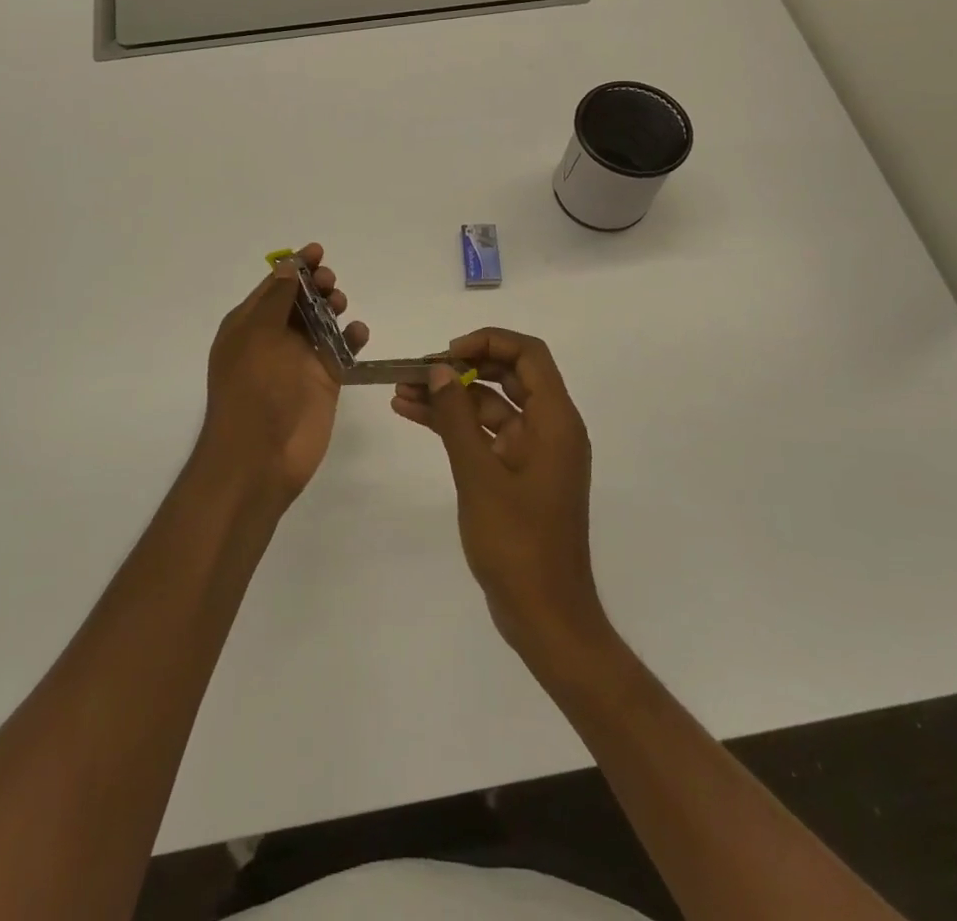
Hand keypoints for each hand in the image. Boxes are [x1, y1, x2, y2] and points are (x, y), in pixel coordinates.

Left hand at [198, 244, 368, 501]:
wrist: (260, 457)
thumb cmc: (252, 390)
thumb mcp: (257, 336)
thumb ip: (276, 299)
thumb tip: (287, 266)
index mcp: (249, 326)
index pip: (273, 286)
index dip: (294, 267)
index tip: (317, 251)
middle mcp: (273, 339)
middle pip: (300, 301)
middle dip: (317, 285)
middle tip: (331, 283)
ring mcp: (300, 360)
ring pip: (322, 322)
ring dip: (333, 307)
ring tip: (341, 305)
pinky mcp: (324, 381)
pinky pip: (341, 351)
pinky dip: (351, 338)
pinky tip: (357, 333)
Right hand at [392, 328, 608, 661]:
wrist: (544, 616)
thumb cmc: (518, 543)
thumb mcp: (480, 475)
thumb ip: (457, 419)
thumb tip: (440, 370)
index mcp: (556, 421)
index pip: (529, 355)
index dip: (489, 341)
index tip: (448, 354)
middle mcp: (549, 429)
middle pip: (509, 375)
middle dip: (463, 368)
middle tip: (419, 370)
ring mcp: (532, 453)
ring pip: (491, 406)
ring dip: (451, 397)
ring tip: (401, 391)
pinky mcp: (516, 474)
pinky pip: (485, 435)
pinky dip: (454, 425)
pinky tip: (414, 415)